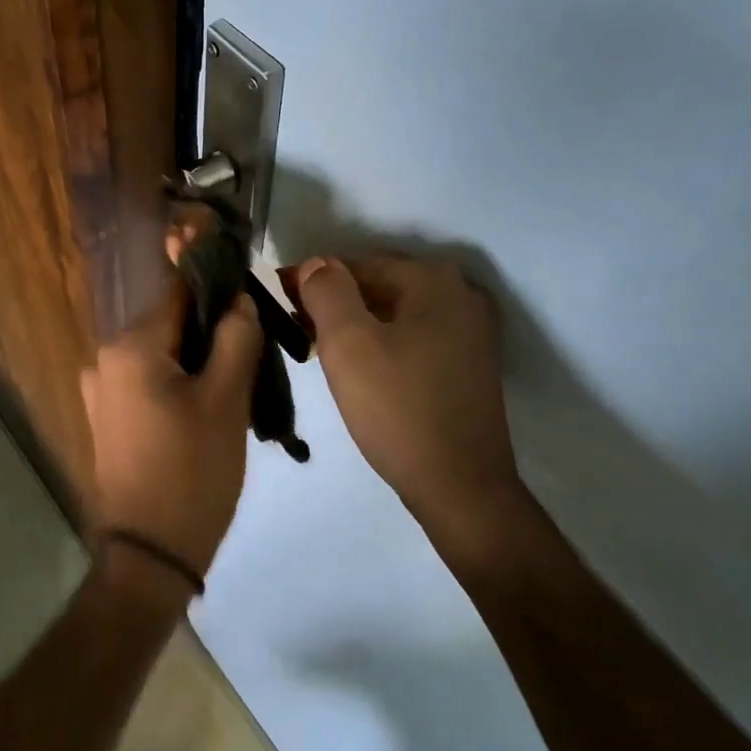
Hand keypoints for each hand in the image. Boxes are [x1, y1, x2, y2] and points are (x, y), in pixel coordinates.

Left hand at [81, 283, 261, 580]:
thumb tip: (239, 298)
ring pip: (164, 356)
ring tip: (237, 390)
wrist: (150, 553)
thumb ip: (236, 337)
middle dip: (213, 334)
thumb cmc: (192, 471)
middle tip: (255, 359)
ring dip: (200, 362)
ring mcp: (102, 391)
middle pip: (172, 325)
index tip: (255, 303)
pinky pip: (150, 384)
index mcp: (130, 346)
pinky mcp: (108, 419)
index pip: (181, 291)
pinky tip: (208, 411)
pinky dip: (180, 386)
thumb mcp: (226, 399)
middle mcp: (105, 358)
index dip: (221, 290)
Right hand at [290, 256, 524, 539]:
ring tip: (320, 350)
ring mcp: (472, 330)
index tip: (277, 302)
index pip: (355, 264)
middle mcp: (460, 293)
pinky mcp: (471, 363)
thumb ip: (326, 291)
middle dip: (335, 303)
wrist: (460, 485)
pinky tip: (361, 368)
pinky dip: (384, 343)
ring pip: (397, 313)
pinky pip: (415, 337)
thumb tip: (316, 264)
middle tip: (295, 330)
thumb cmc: (397, 409)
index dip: (310, 281)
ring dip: (357, 324)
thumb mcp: (348, 344)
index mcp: (433, 279)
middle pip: (379, 286)